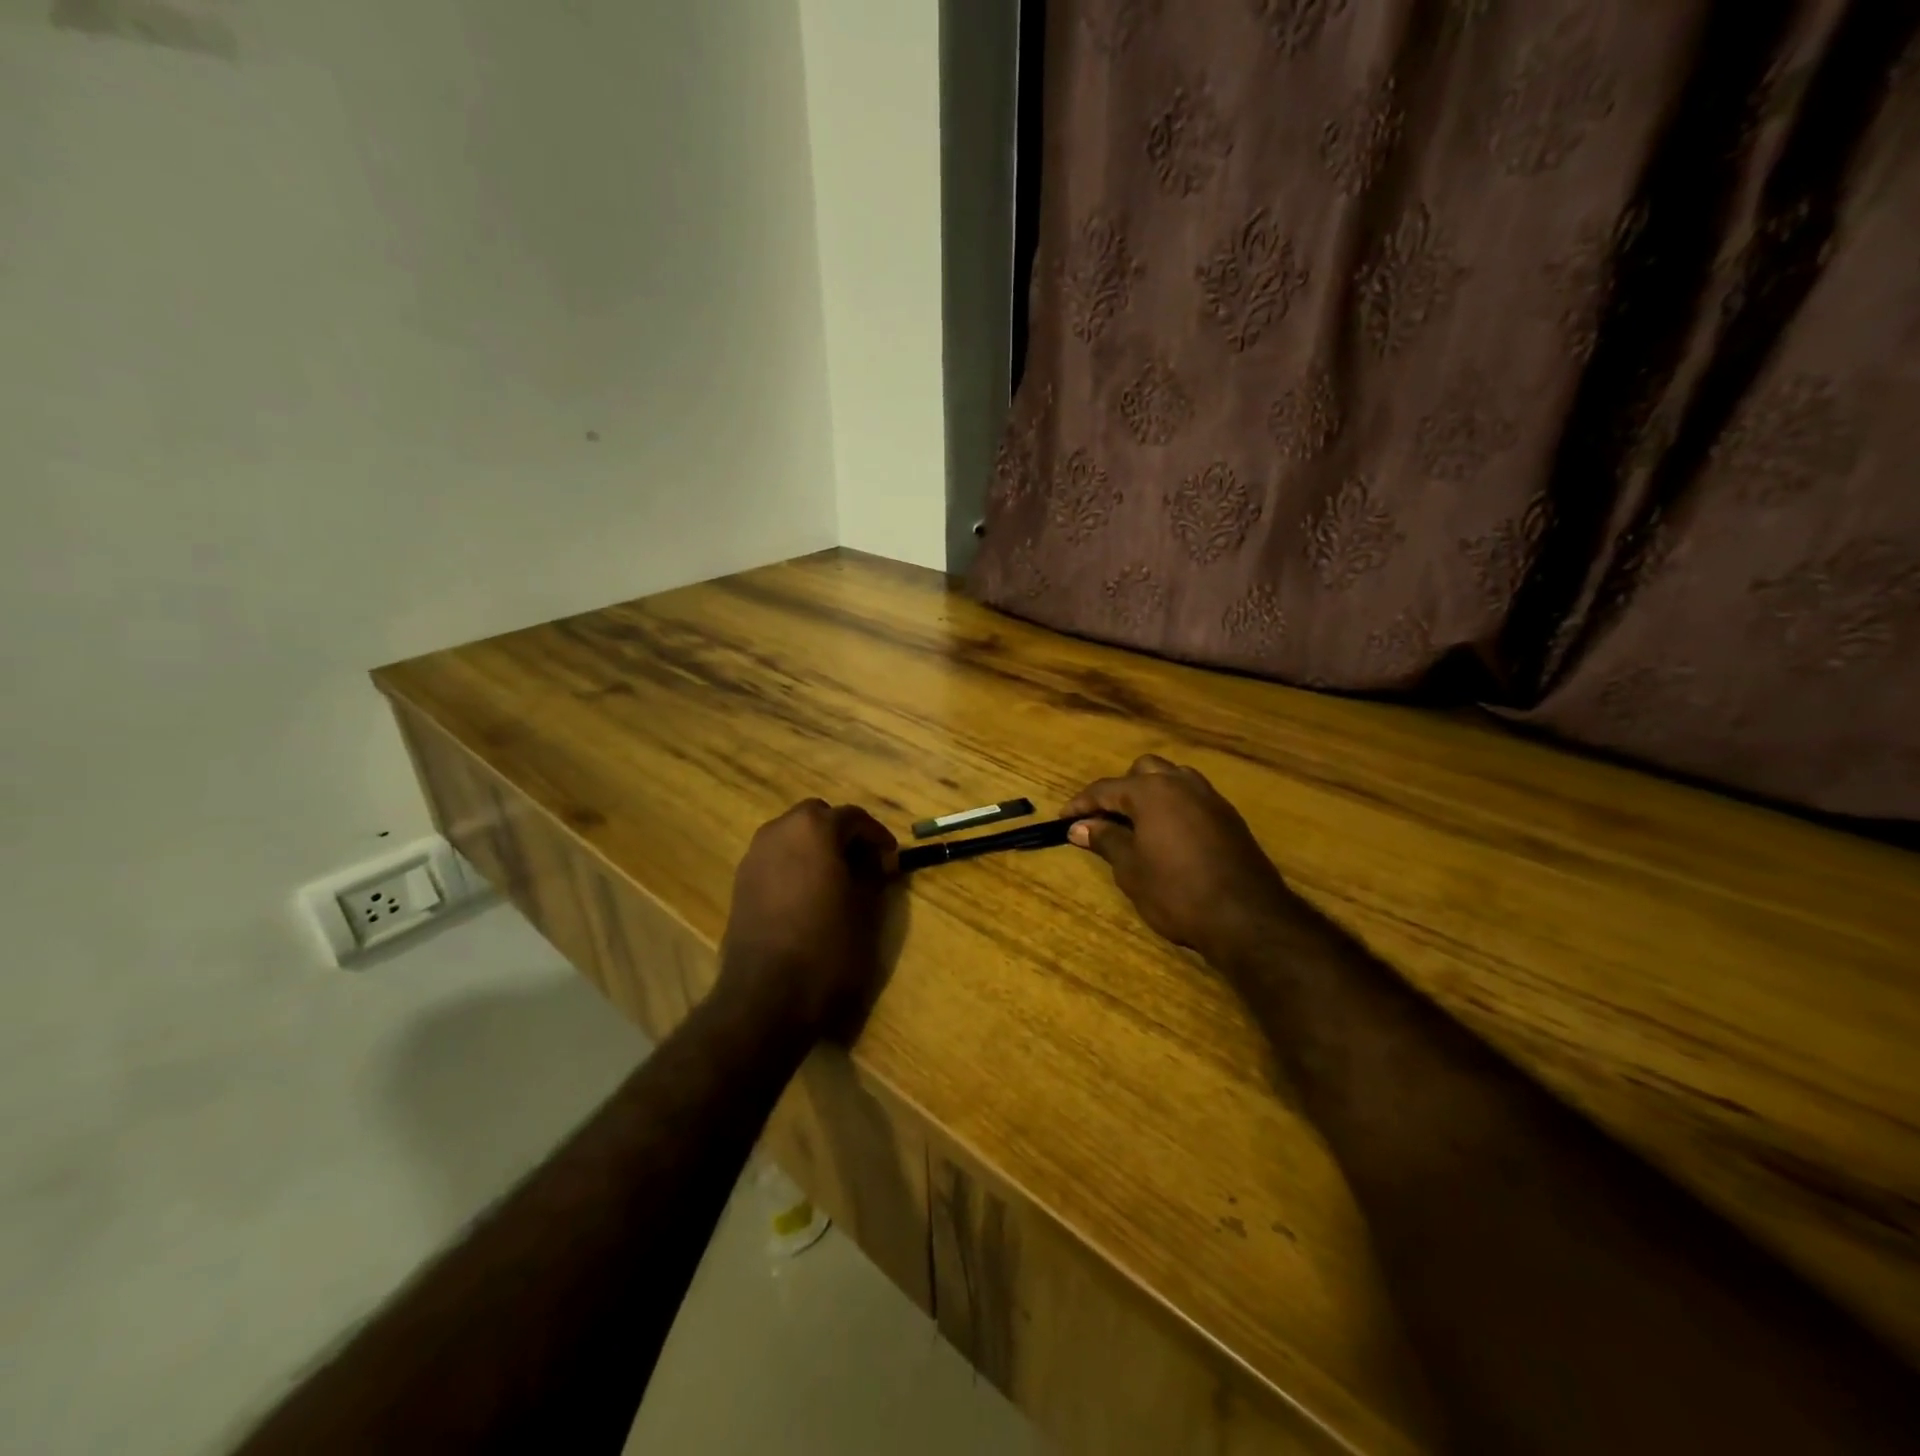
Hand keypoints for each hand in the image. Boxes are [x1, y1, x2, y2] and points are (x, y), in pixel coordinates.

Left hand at [716, 800, 899, 1038]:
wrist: (767, 995)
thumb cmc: (827, 946)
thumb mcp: (865, 909)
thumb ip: (874, 875)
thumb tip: (877, 862)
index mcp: (814, 828)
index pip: (854, 818)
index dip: (877, 837)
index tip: (891, 860)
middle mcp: (779, 830)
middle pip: (817, 817)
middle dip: (842, 834)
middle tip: (863, 864)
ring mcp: (755, 855)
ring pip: (792, 836)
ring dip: (815, 848)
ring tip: (836, 880)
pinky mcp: (741, 882)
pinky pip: (775, 859)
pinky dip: (794, 865)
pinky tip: (808, 897)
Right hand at [1062, 755, 1297, 967]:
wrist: (1246, 917)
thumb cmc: (1177, 892)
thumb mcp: (1131, 869)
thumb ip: (1106, 840)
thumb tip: (1080, 827)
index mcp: (1152, 791)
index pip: (1106, 788)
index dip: (1081, 803)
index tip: (1063, 818)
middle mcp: (1181, 783)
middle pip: (1142, 771)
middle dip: (1120, 790)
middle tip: (1105, 819)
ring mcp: (1210, 797)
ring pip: (1172, 778)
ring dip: (1150, 793)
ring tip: (1136, 823)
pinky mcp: (1229, 817)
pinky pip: (1192, 797)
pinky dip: (1173, 806)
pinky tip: (1168, 835)